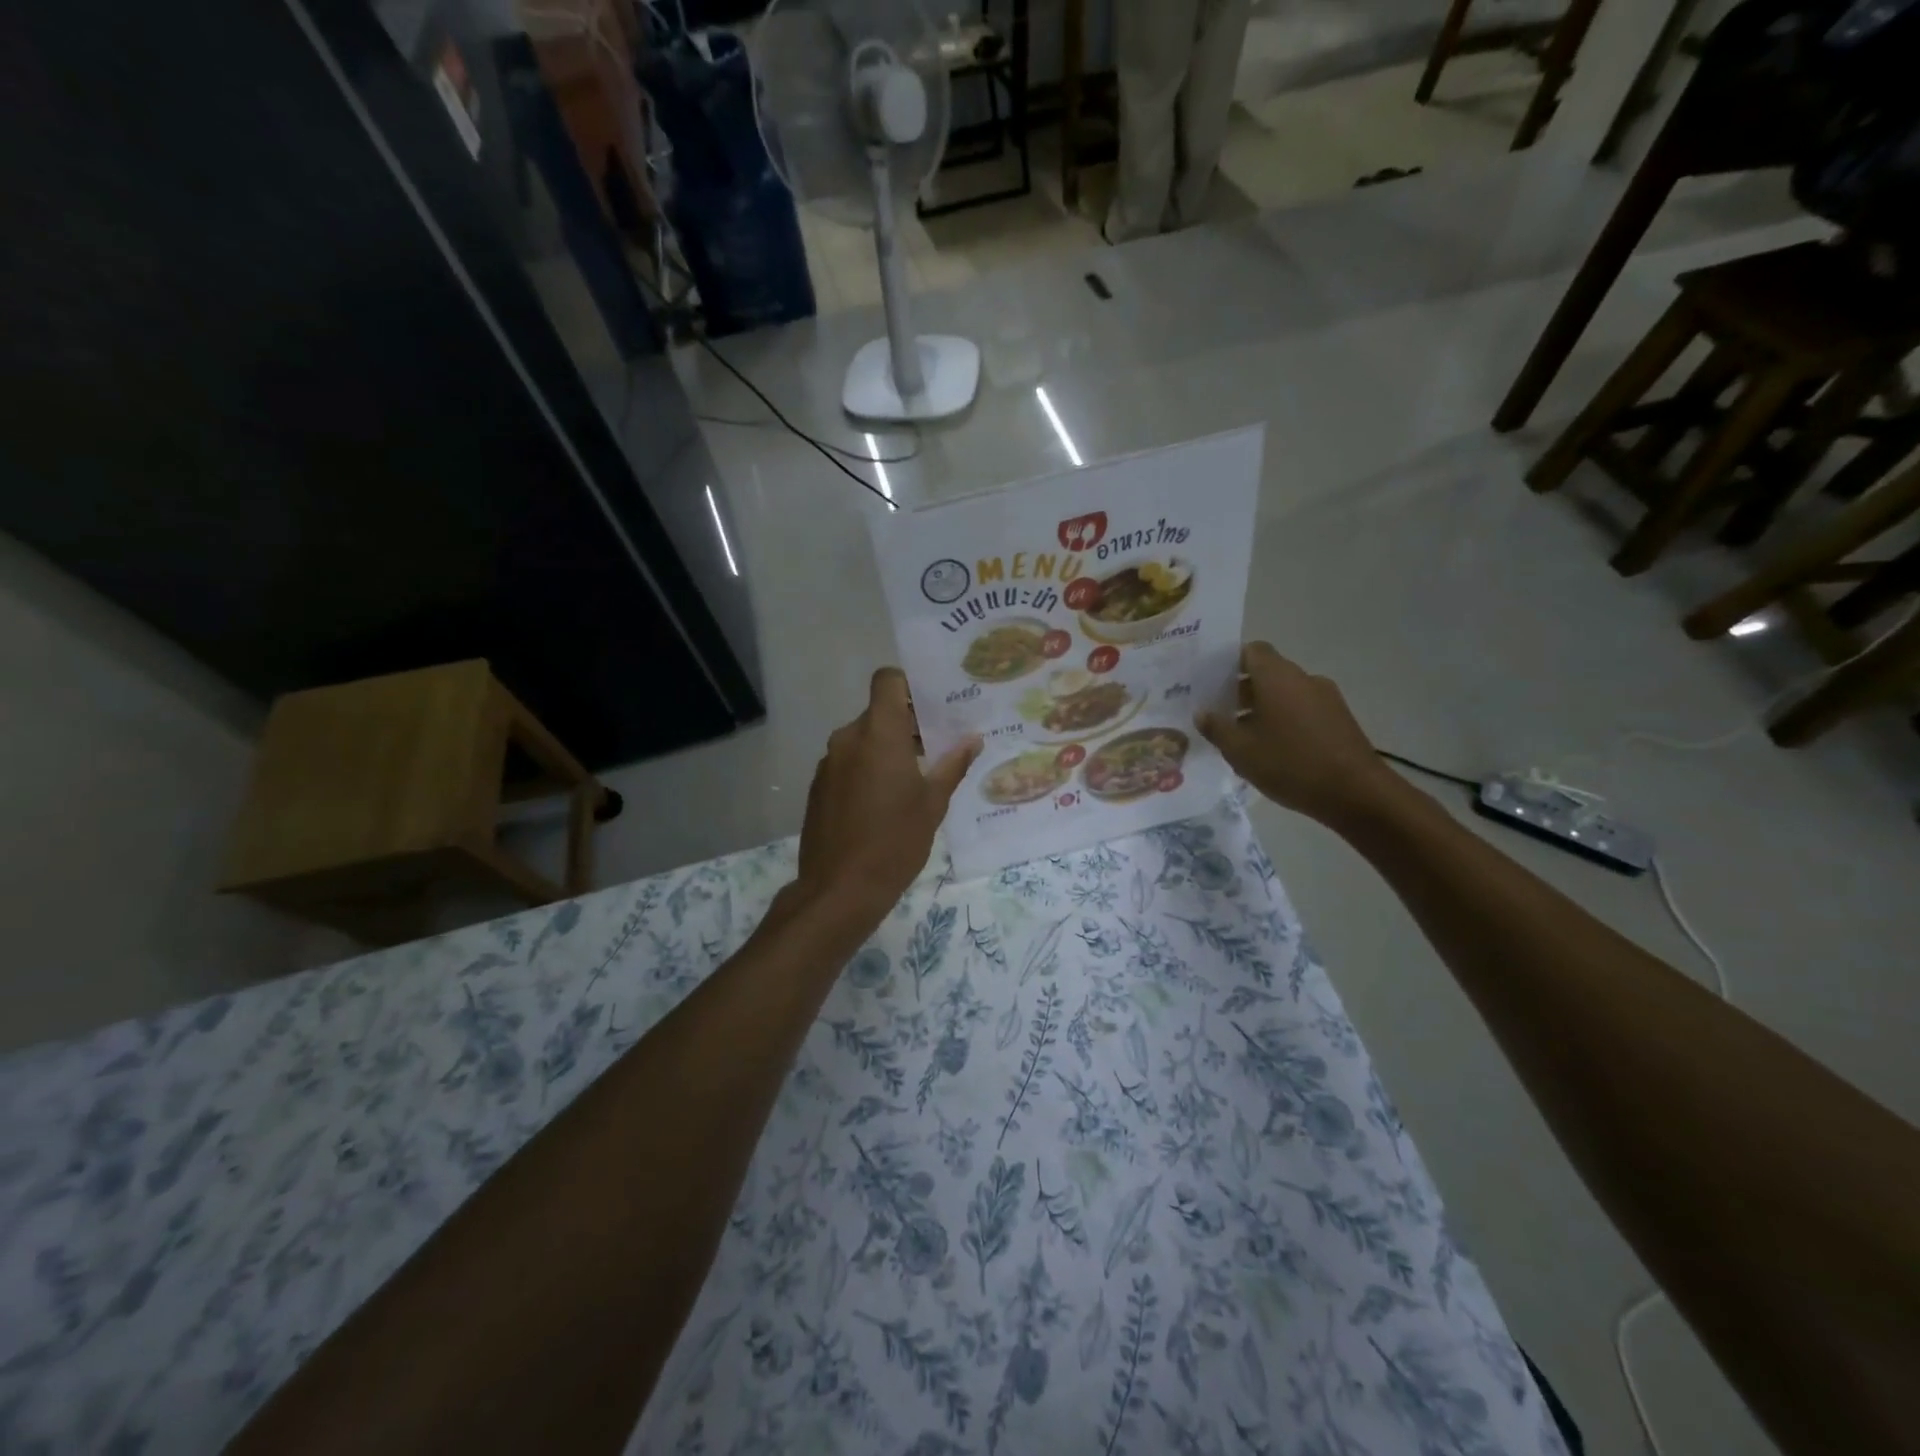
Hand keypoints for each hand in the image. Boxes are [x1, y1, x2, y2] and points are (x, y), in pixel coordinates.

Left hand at [795, 668, 980, 927]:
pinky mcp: (819, 786)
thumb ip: (953, 764)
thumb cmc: (895, 841)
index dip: (909, 684)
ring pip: (863, 739)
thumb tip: (973, 739)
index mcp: (878, 734)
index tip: (933, 705)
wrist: (839, 889)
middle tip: (938, 745)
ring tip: (915, 778)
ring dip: (887, 748)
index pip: (887, 680)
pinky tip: (885, 801)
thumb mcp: (933, 803)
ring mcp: (829, 763)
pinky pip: (848, 762)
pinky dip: (867, 768)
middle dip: (907, 724)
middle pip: (878, 712)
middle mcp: (848, 738)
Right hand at [1196, 642, 1399, 827]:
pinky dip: (1283, 720)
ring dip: (1262, 708)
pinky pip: (1302, 710)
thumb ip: (1217, 728)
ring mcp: (1326, 698)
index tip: (1211, 682)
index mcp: (1277, 677)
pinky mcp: (1339, 719)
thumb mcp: (1240, 750)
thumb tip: (1203, 713)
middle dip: (1241, 690)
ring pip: (1285, 693)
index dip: (1229, 662)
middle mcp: (1303, 679)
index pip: (1252, 651)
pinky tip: (1271, 750)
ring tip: (1242, 737)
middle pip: (1267, 673)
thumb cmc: (1290, 764)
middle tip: (1218, 713)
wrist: (1356, 793)